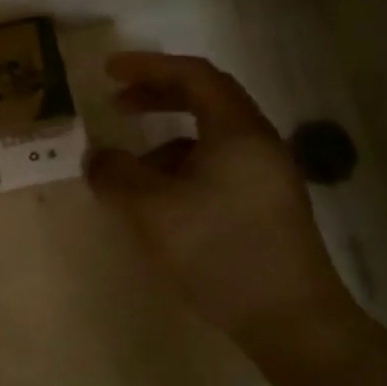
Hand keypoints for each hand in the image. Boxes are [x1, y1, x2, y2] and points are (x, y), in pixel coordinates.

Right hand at [86, 52, 353, 347]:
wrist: (290, 318)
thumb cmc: (219, 251)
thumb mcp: (152, 211)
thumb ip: (117, 176)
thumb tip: (96, 159)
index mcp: (236, 131)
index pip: (194, 76)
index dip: (149, 67)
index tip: (109, 71)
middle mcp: (257, 144)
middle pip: (206, 102)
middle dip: (158, 98)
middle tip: (118, 105)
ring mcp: (266, 177)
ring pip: (210, 141)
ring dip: (166, 144)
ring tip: (131, 173)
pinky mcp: (265, 207)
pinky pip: (217, 170)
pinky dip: (182, 172)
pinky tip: (162, 205)